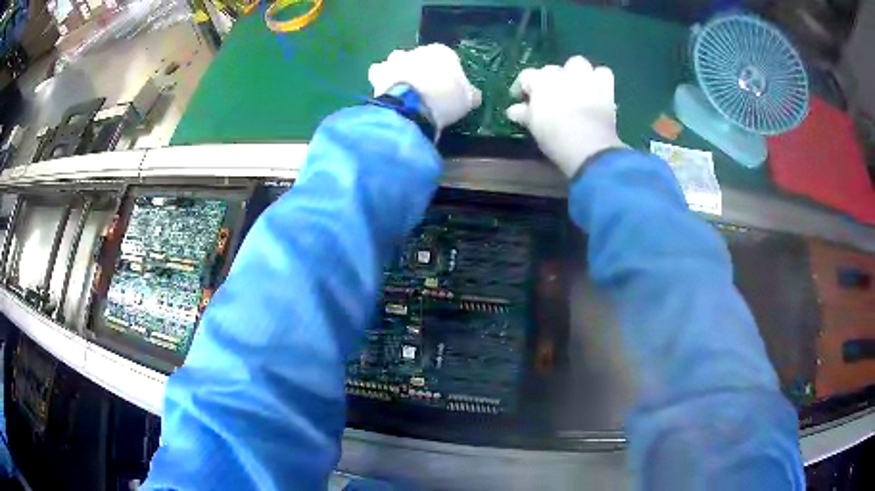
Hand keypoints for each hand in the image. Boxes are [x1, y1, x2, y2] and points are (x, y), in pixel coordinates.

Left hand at [368, 44, 481, 129]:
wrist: (414, 106)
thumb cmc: (446, 99)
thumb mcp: (469, 99)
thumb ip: (470, 93)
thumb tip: (473, 94)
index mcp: (442, 52)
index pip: (446, 58)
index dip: (447, 74)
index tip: (446, 88)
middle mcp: (418, 50)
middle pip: (420, 58)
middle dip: (421, 69)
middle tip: (424, 89)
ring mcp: (396, 59)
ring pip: (398, 61)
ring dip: (399, 70)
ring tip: (403, 89)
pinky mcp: (378, 72)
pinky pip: (379, 71)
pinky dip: (381, 78)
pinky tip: (385, 90)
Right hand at [506, 56, 625, 177]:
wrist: (588, 144)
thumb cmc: (554, 135)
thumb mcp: (533, 126)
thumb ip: (523, 113)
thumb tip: (513, 110)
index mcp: (540, 80)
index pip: (526, 77)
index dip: (522, 87)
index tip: (520, 100)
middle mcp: (561, 73)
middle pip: (551, 70)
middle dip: (549, 80)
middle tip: (550, 97)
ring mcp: (584, 77)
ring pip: (577, 63)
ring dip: (574, 73)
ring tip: (573, 87)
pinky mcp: (605, 87)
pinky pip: (603, 73)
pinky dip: (599, 79)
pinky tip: (595, 90)